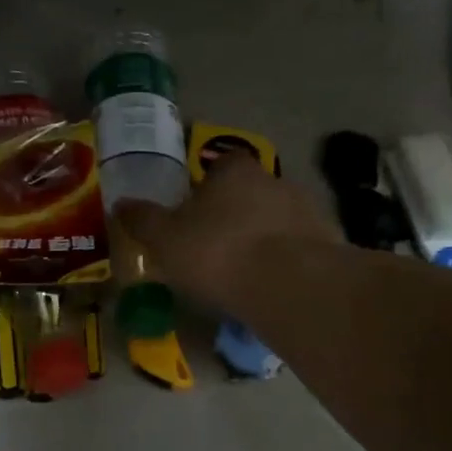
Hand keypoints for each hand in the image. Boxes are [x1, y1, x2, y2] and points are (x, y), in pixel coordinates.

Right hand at [115, 154, 336, 314]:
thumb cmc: (217, 251)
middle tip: (214, 244)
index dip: (207, 184)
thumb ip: (142, 220)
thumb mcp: (164, 238)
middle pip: (251, 191)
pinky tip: (271, 287)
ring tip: (244, 272)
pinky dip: (286, 262)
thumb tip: (120, 203)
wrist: (290, 286)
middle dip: (235, 213)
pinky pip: (300, 249)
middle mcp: (275, 181)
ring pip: (277, 220)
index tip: (195, 209)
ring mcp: (308, 212)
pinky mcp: (331, 245)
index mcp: (235, 171)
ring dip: (263, 238)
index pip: (222, 163)